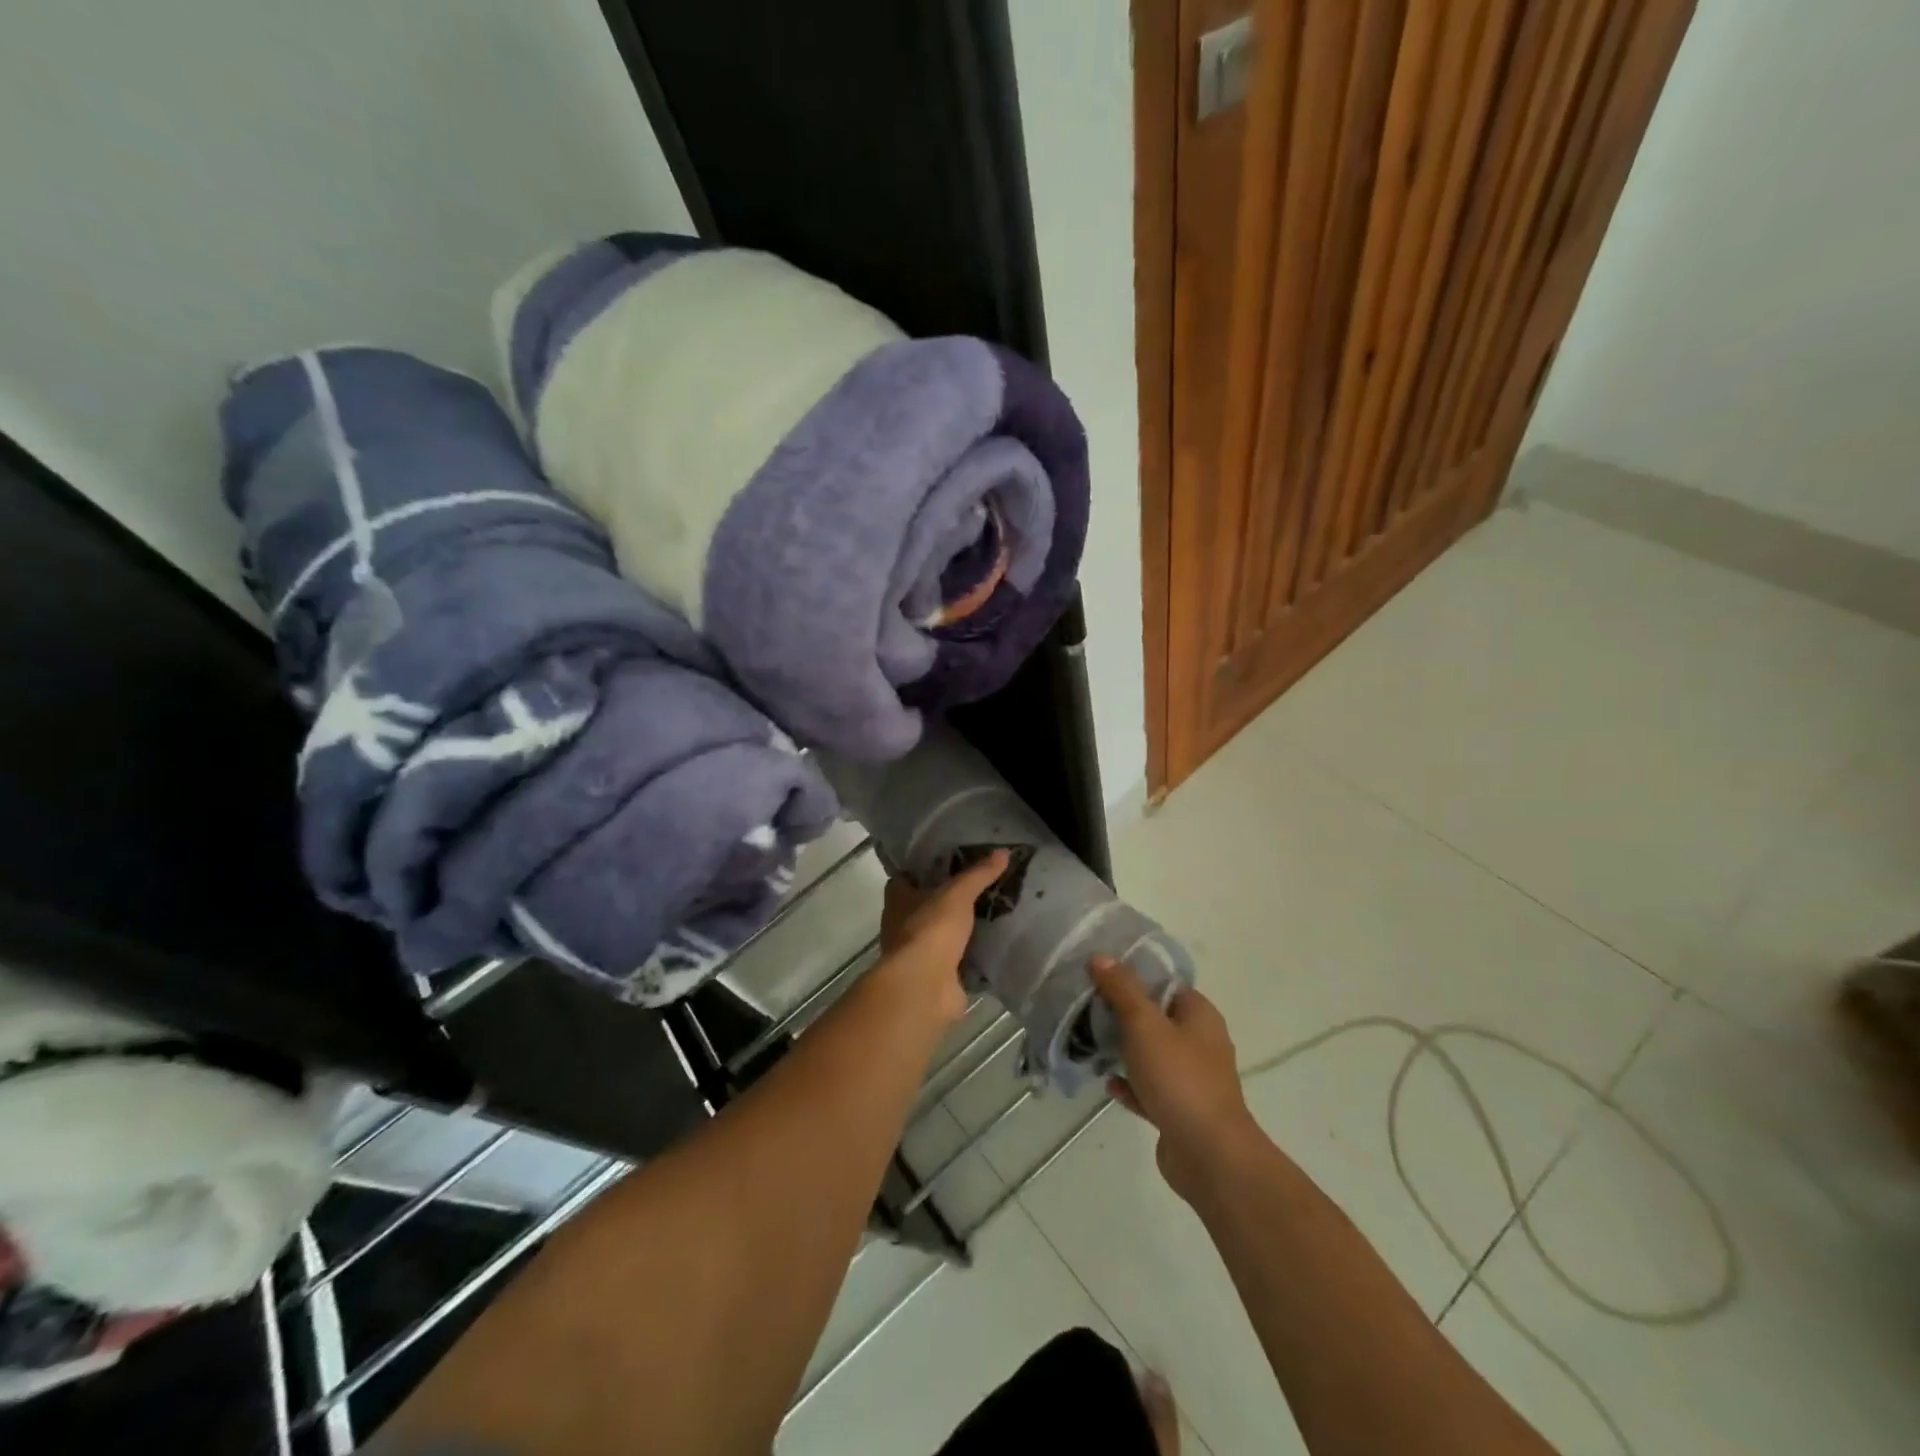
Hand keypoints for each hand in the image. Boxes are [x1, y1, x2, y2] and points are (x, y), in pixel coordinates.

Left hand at [872, 850, 1008, 1027]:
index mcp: (899, 900)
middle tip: (979, 886)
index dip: (923, 870)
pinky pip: (957, 960)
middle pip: (925, 906)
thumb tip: (1003, 851)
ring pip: (941, 934)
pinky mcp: (937, 976)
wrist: (924, 987)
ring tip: (993, 913)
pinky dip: (972, 955)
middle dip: (947, 899)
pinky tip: (994, 946)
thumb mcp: (957, 894)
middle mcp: (903, 925)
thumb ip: (978, 874)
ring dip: (960, 928)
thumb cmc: (931, 930)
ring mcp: (919, 954)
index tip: (948, 862)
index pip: (905, 878)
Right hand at [1090, 955, 1261, 1199]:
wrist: (1209, 1155)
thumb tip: (1101, 956)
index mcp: (1200, 1016)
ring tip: (1090, 1042)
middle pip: (1156, 1018)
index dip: (1135, 975)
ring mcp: (1191, 1079)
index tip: (1100, 973)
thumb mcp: (1144, 1024)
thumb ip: (1122, 989)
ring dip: (1124, 1050)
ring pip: (1152, 1055)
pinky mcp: (1180, 1111)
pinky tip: (1107, 1082)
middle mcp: (1200, 1043)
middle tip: (1088, 1006)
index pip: (1166, 984)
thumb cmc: (1179, 1078)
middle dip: (1124, 1013)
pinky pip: (1149, 1089)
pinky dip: (1130, 1084)